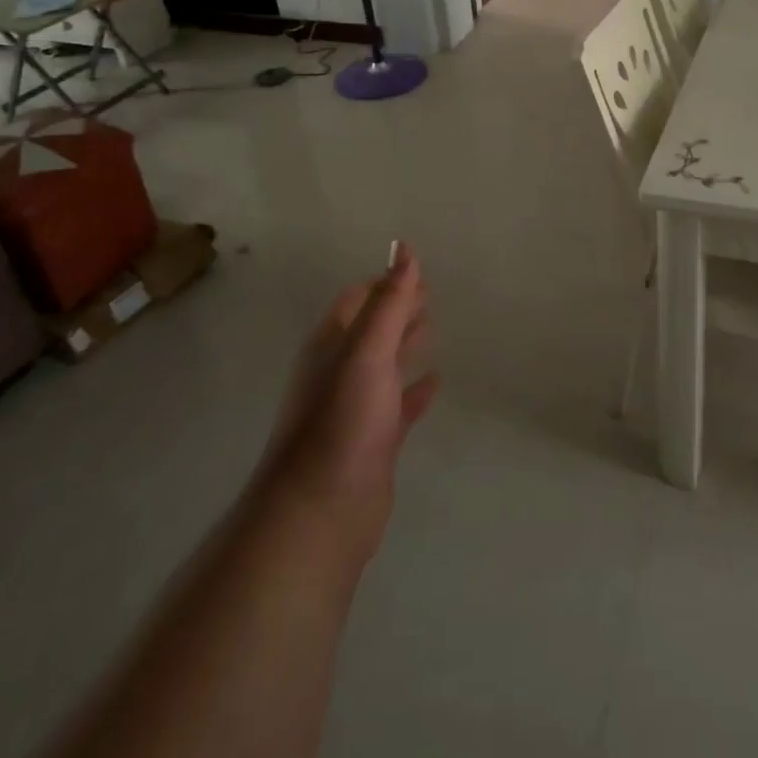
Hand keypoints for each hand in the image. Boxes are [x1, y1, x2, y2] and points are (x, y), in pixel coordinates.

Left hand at [251, 243, 439, 572]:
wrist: (321, 510)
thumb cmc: (343, 419)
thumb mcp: (368, 350)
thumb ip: (389, 300)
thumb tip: (404, 247)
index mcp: (332, 345)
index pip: (358, 300)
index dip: (385, 283)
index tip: (415, 271)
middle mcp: (341, 371)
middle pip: (372, 329)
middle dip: (397, 309)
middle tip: (431, 294)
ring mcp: (356, 408)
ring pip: (385, 365)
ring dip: (406, 344)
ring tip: (434, 326)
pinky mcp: (374, 440)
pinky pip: (399, 404)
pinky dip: (416, 389)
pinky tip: (436, 381)